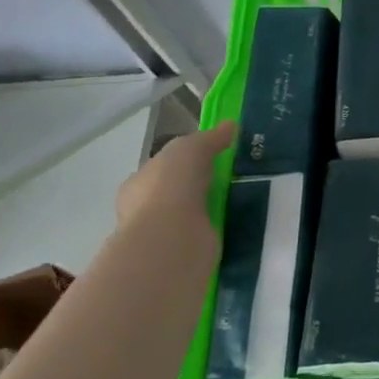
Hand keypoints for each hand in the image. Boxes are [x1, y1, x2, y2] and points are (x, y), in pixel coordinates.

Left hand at [114, 122, 234, 245]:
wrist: (170, 238)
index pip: (160, 168)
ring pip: (189, 215)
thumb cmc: (171, 186)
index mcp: (138, 183)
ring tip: (240, 199)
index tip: (212, 157)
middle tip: (230, 178)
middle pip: (175, 192)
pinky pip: (202, 235)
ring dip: (209, 209)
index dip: (183, 161)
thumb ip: (211, 137)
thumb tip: (231, 125)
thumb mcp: (192, 148)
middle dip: (198, 186)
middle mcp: (144, 210)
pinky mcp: (181, 253)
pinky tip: (235, 222)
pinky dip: (216, 229)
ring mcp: (162, 234)